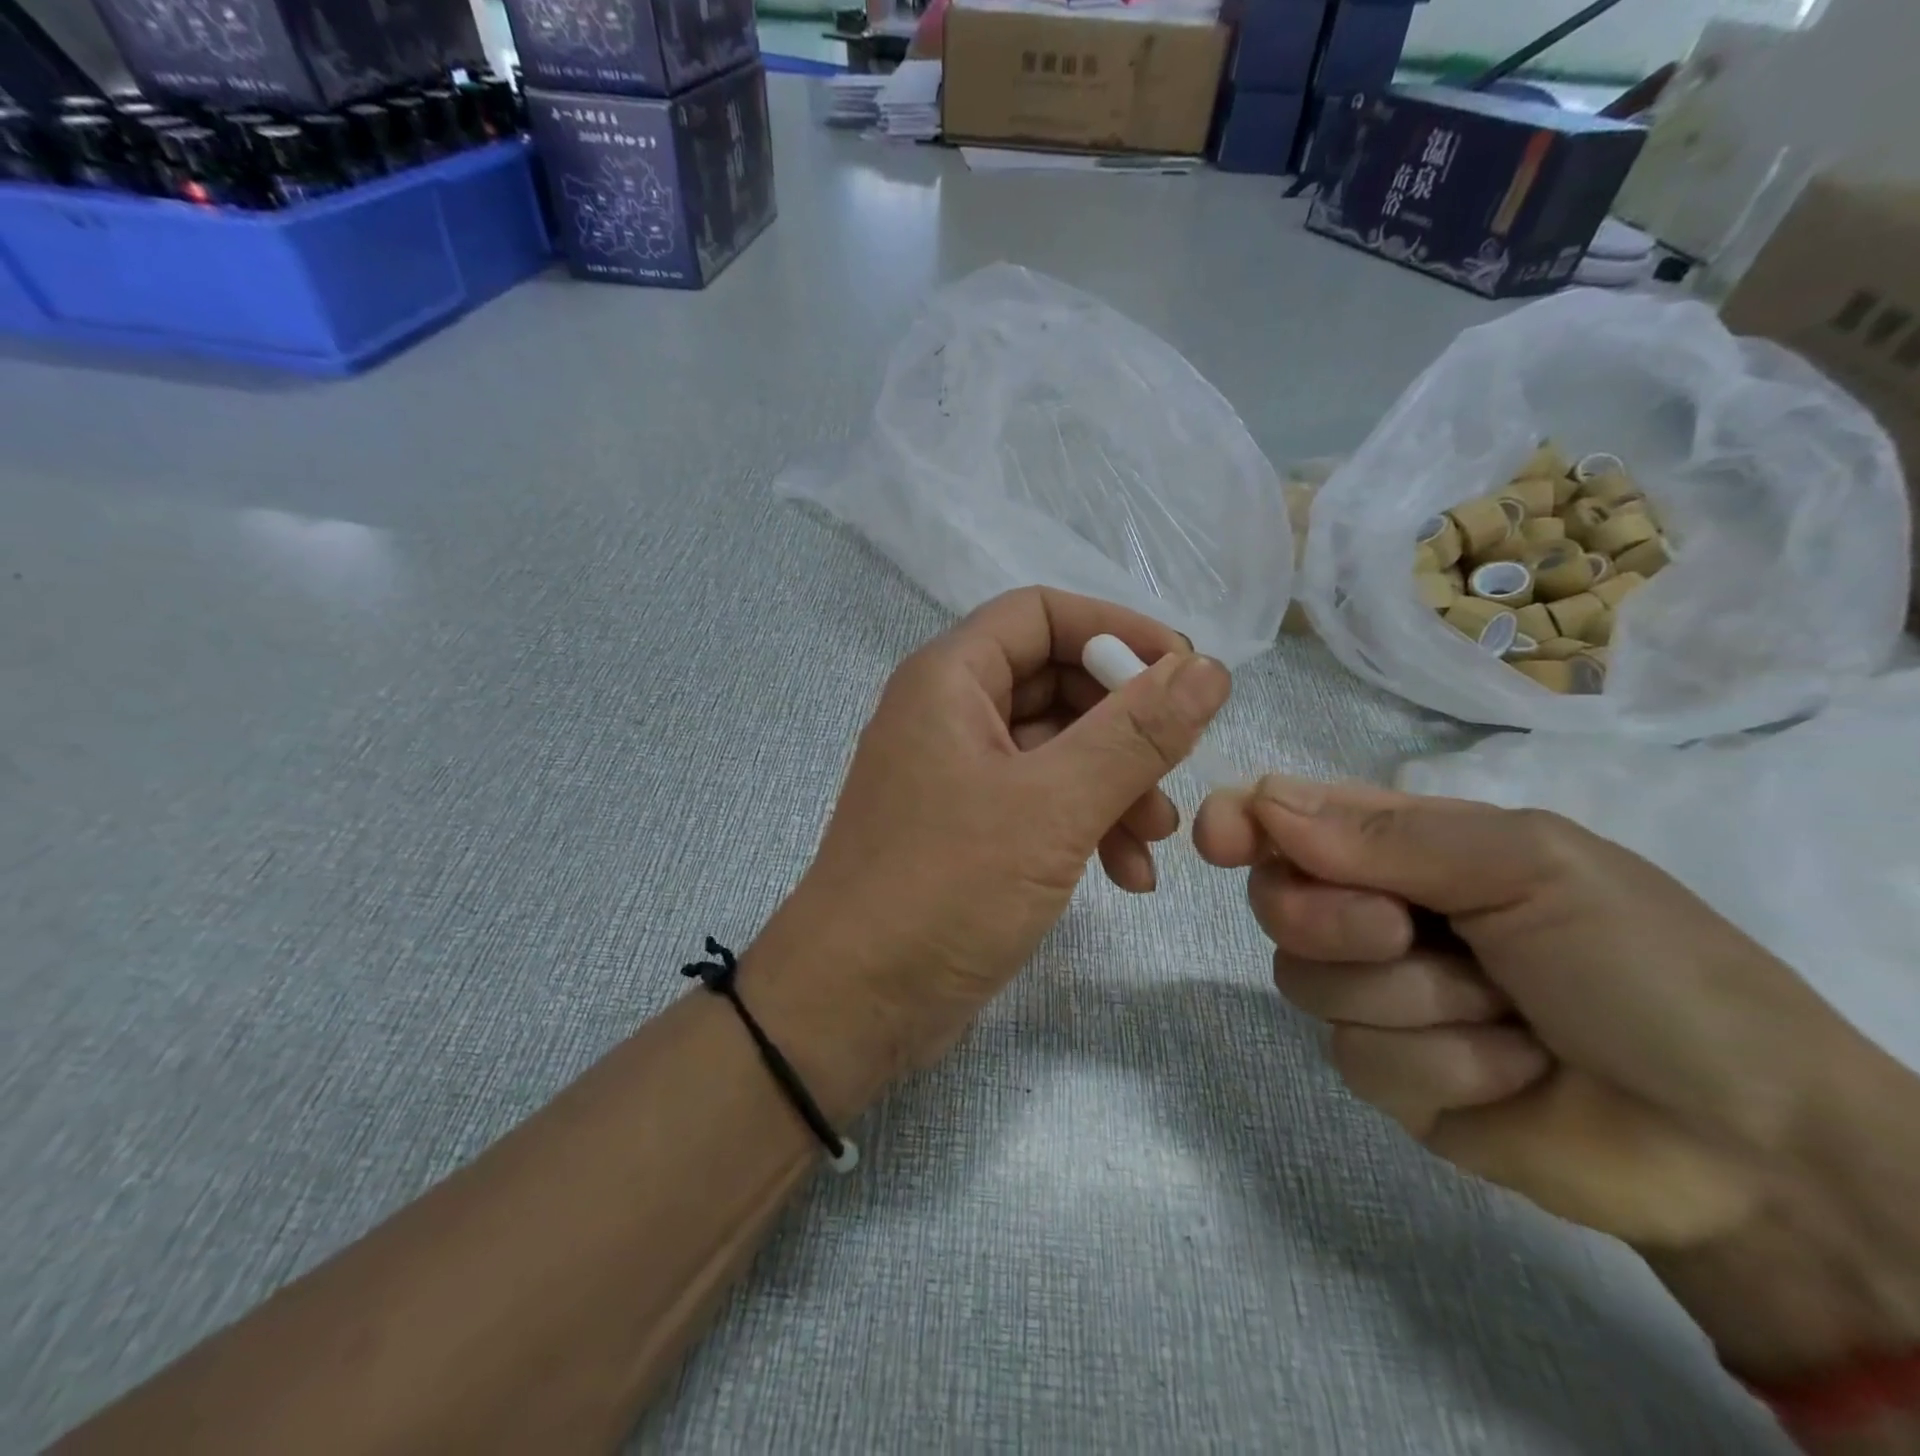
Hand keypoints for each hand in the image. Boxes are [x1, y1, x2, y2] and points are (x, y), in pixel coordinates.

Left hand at [759, 588, 1229, 1090]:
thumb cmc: (944, 889)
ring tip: (1157, 840)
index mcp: (950, 679)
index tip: (1184, 674)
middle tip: (1177, 769)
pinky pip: (1042, 800)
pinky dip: (1088, 824)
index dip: (1115, 631)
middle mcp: (950, 714)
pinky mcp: (970, 829)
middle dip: (1124, 724)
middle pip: (1055, 681)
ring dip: (1116, 783)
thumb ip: (1135, 733)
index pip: (1041, 613)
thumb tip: (1207, 669)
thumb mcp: (1053, 806)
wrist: (854, 1005)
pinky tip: (1128, 875)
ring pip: (1057, 748)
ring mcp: (958, 774)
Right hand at [1194, 776, 1919, 1380]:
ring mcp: (1374, 994)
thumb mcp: (1528, 867)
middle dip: (1332, 919)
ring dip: (1412, 1000)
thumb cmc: (1646, 967)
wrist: (1745, 1145)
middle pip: (1275, 900)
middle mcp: (1373, 909)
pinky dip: (1440, 1063)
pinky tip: (1510, 1071)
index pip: (1288, 817)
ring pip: (1306, 981)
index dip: (1241, 821)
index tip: (1218, 839)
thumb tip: (1260, 801)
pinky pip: (1357, 1056)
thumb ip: (1389, 835)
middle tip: (1404, 931)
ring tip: (1506, 1016)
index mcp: (1404, 845)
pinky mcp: (1385, 1074)